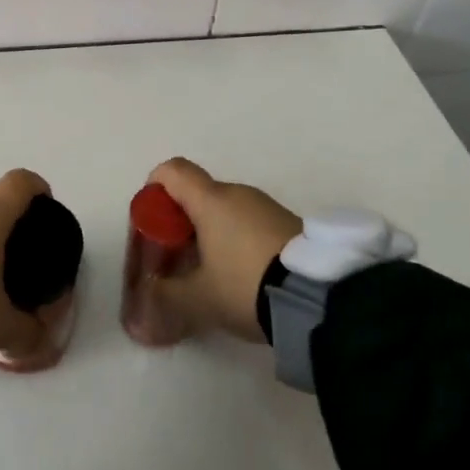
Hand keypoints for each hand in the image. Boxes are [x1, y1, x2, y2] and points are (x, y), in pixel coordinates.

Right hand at [146, 157, 301, 342]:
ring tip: (214, 276)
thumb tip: (149, 293)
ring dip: (213, 233)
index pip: (172, 170)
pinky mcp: (291, 224)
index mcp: (210, 200)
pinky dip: (239, 241)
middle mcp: (238, 193)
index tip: (153, 218)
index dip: (155, 187)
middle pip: (199, 194)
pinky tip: (245, 278)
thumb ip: (167, 294)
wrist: (321, 298)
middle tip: (180, 259)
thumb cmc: (246, 285)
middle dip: (184, 222)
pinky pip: (252, 223)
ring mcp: (268, 206)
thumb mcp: (198, 299)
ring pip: (227, 210)